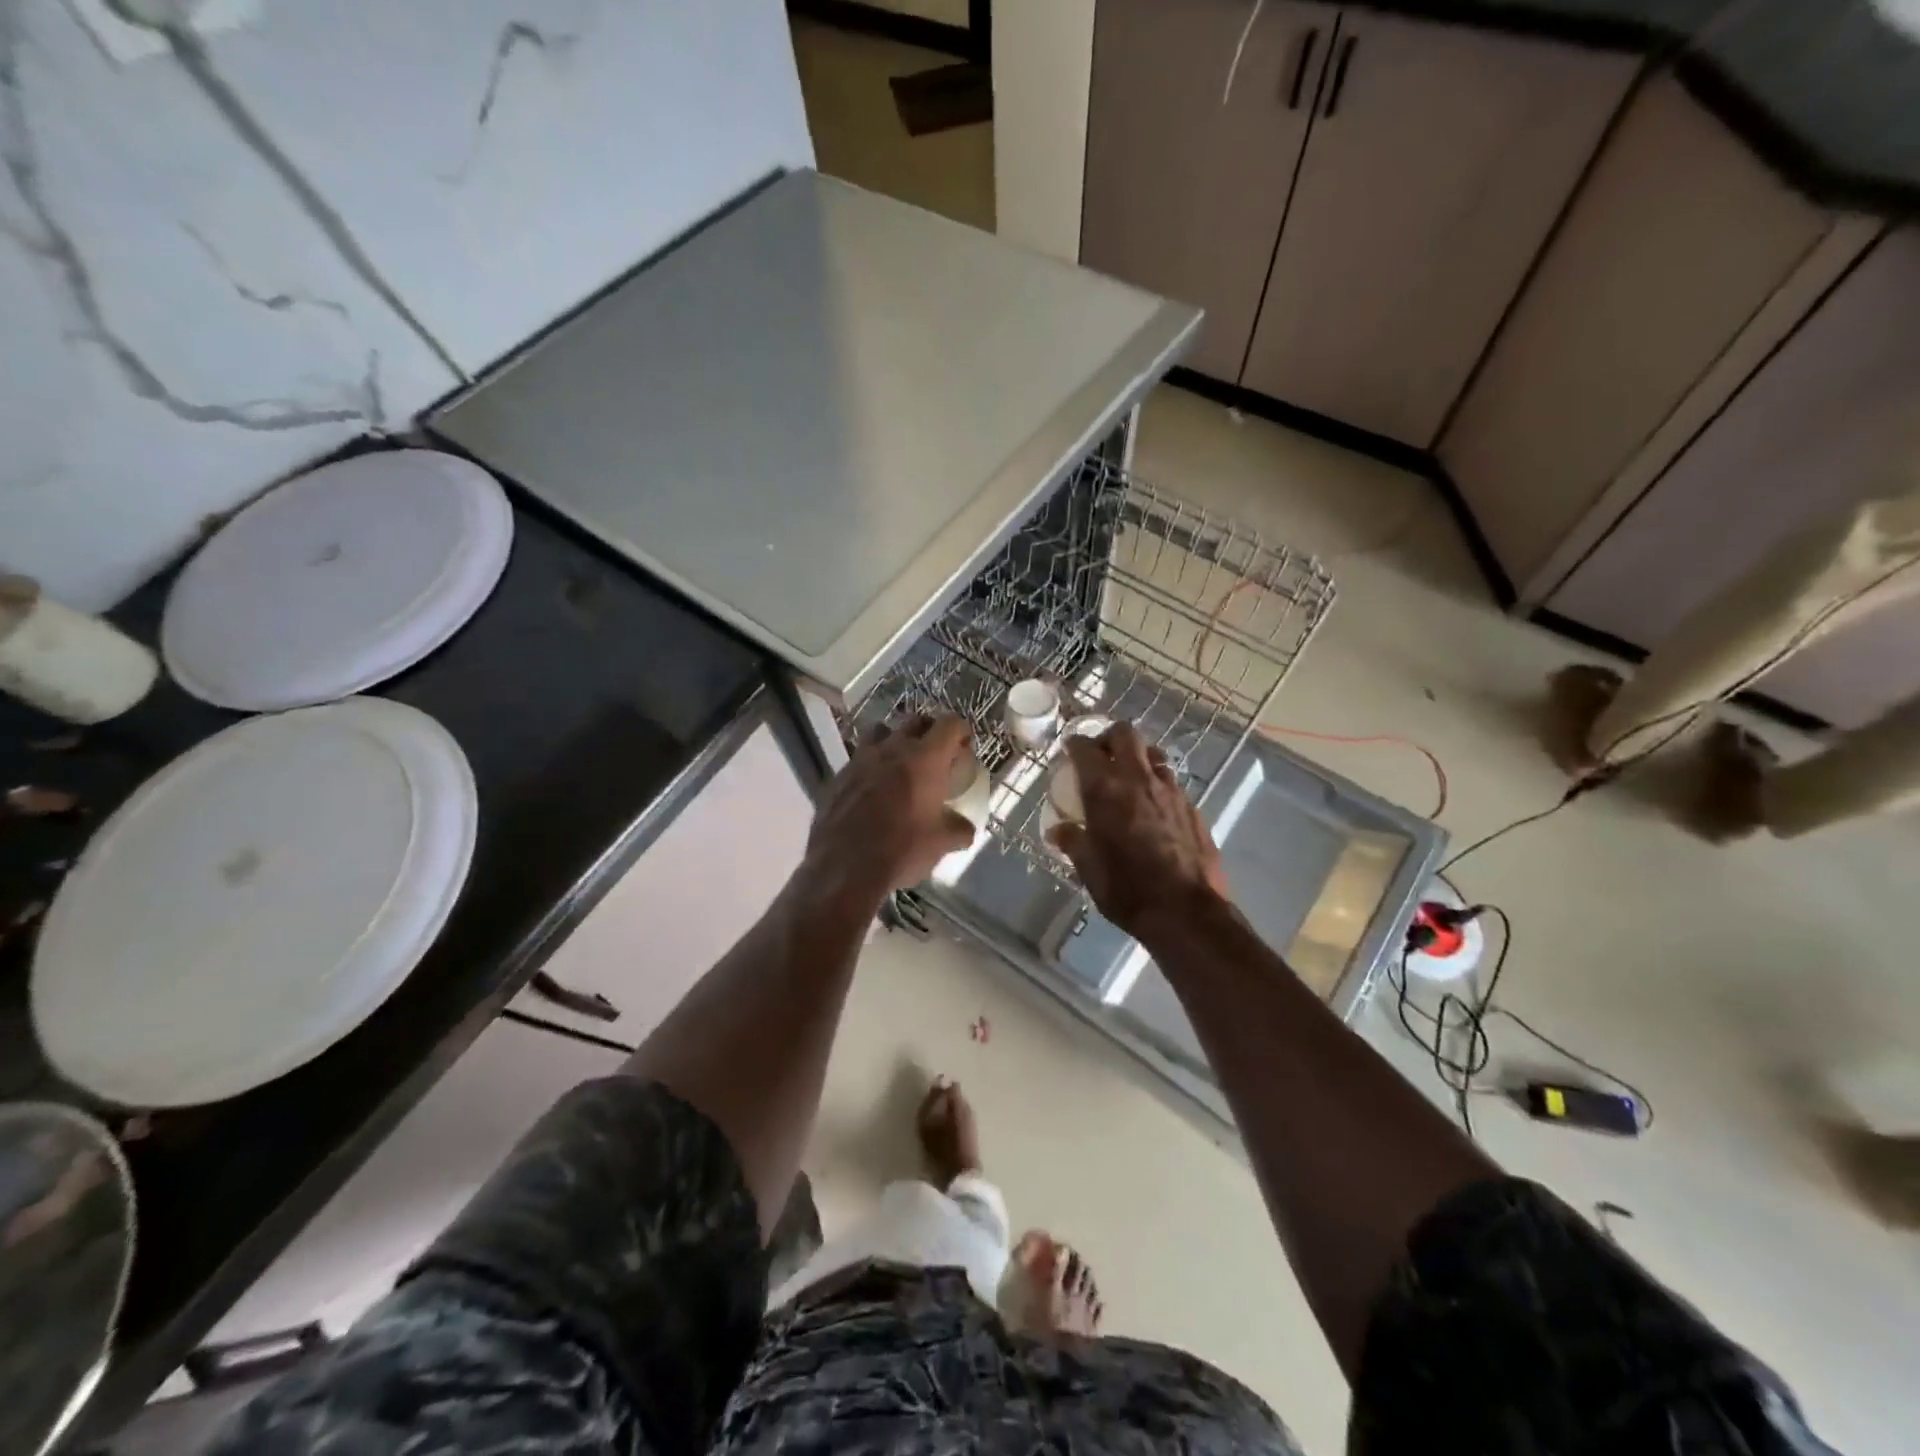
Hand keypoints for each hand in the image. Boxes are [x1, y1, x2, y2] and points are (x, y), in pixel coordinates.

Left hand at [807, 714, 976, 899]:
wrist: (845, 867)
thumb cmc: (902, 849)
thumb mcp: (941, 842)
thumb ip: (959, 829)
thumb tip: (965, 829)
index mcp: (925, 759)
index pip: (950, 724)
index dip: (961, 731)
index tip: (963, 747)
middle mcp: (893, 749)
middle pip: (914, 721)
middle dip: (928, 731)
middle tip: (935, 754)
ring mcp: (861, 759)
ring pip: (880, 732)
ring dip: (894, 741)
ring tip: (899, 765)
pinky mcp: (838, 776)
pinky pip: (858, 760)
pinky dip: (870, 767)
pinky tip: (872, 791)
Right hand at [1046, 721, 1230, 937]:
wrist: (1186, 911)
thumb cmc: (1128, 889)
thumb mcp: (1089, 869)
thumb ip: (1073, 842)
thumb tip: (1057, 830)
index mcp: (1106, 790)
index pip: (1085, 749)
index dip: (1075, 744)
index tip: (1069, 750)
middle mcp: (1139, 779)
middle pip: (1125, 734)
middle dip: (1109, 737)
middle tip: (1101, 755)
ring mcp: (1170, 790)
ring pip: (1153, 754)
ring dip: (1138, 758)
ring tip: (1129, 778)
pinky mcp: (1192, 806)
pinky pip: (1171, 781)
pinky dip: (1157, 783)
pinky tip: (1153, 807)